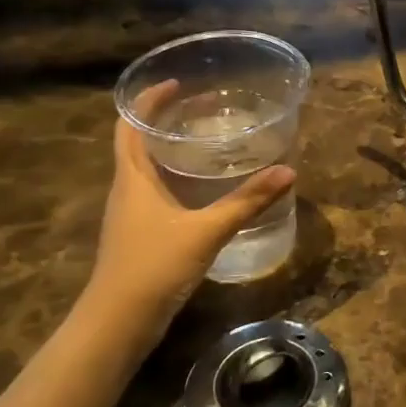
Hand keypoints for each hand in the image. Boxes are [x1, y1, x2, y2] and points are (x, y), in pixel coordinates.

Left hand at [82, 81, 295, 351]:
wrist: (118, 323)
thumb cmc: (154, 266)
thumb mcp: (206, 230)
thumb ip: (246, 201)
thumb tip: (287, 171)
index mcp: (132, 177)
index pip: (130, 124)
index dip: (148, 100)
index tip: (176, 83)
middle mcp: (126, 190)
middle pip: (137, 143)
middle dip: (165, 122)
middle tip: (203, 110)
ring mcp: (129, 215)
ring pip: (145, 170)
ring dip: (169, 151)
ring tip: (205, 143)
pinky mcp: (138, 236)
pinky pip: (154, 195)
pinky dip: (174, 181)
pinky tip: (202, 191)